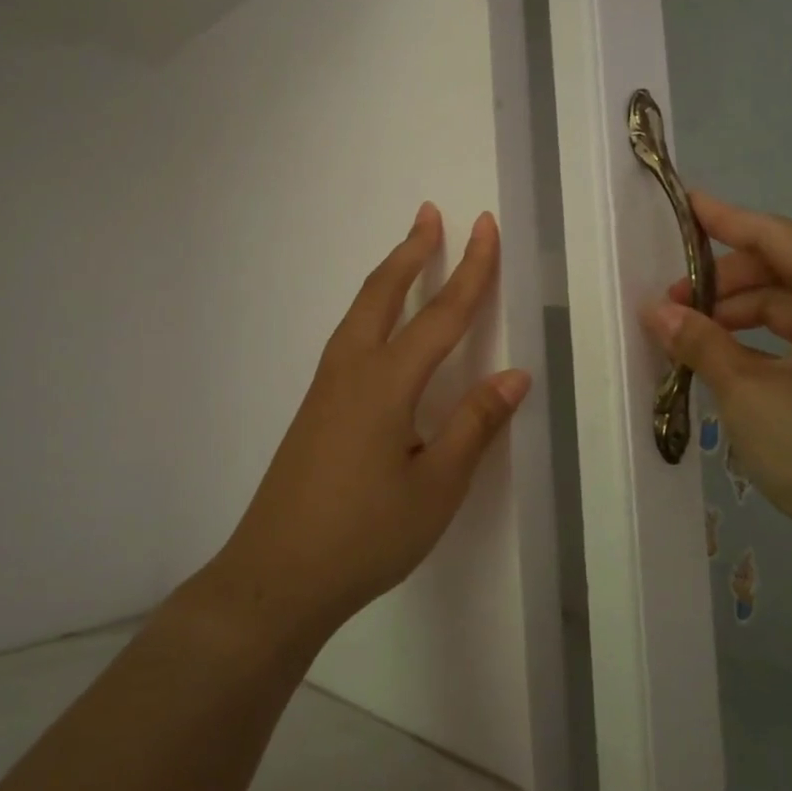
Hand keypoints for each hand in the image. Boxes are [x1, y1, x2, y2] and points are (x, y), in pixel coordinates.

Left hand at [205, 203, 530, 651]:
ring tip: (410, 253)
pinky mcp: (314, 408)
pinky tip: (378, 325)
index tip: (485, 227)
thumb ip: (474, 424)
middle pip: (385, 293)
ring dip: (389, 275)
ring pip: (360, 310)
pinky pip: (349, 336)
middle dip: (413, 250)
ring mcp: (326, 387)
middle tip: (432, 214)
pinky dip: (372, 307)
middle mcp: (352, 370)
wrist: (276, 576)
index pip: (441, 314)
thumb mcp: (436, 487)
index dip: (470, 270)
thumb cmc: (365, 535)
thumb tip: (515, 375)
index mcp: (387, 383)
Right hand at [641, 190, 791, 566]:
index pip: (779, 237)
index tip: (683, 203)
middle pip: (783, 272)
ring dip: (737, 318)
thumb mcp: (752, 395)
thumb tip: (655, 311)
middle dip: (723, 284)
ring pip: (791, 310)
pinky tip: (721, 362)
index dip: (725, 220)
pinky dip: (760, 345)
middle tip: (668, 305)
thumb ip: (701, 343)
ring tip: (686, 339)